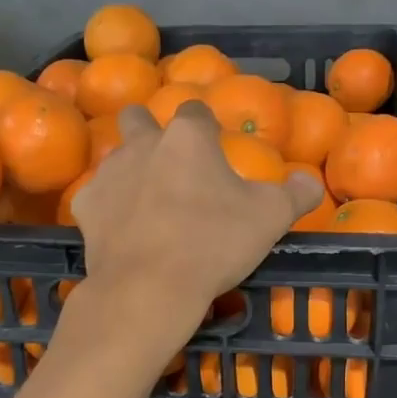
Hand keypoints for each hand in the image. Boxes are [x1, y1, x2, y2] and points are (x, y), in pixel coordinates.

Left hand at [70, 102, 321, 333]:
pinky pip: (98, 197)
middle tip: (171, 164)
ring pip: (116, 157)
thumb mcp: (272, 217)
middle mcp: (143, 143)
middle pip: (139, 118)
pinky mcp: (86, 206)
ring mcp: (109, 173)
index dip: (207, 126)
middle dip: (150, 131)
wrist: (149, 287)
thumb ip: (297, 193)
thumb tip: (310, 182)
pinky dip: (111, 209)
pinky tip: (124, 232)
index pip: (196, 110)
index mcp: (188, 137)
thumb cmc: (214, 242)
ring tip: (150, 204)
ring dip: (131, 171)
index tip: (216, 148)